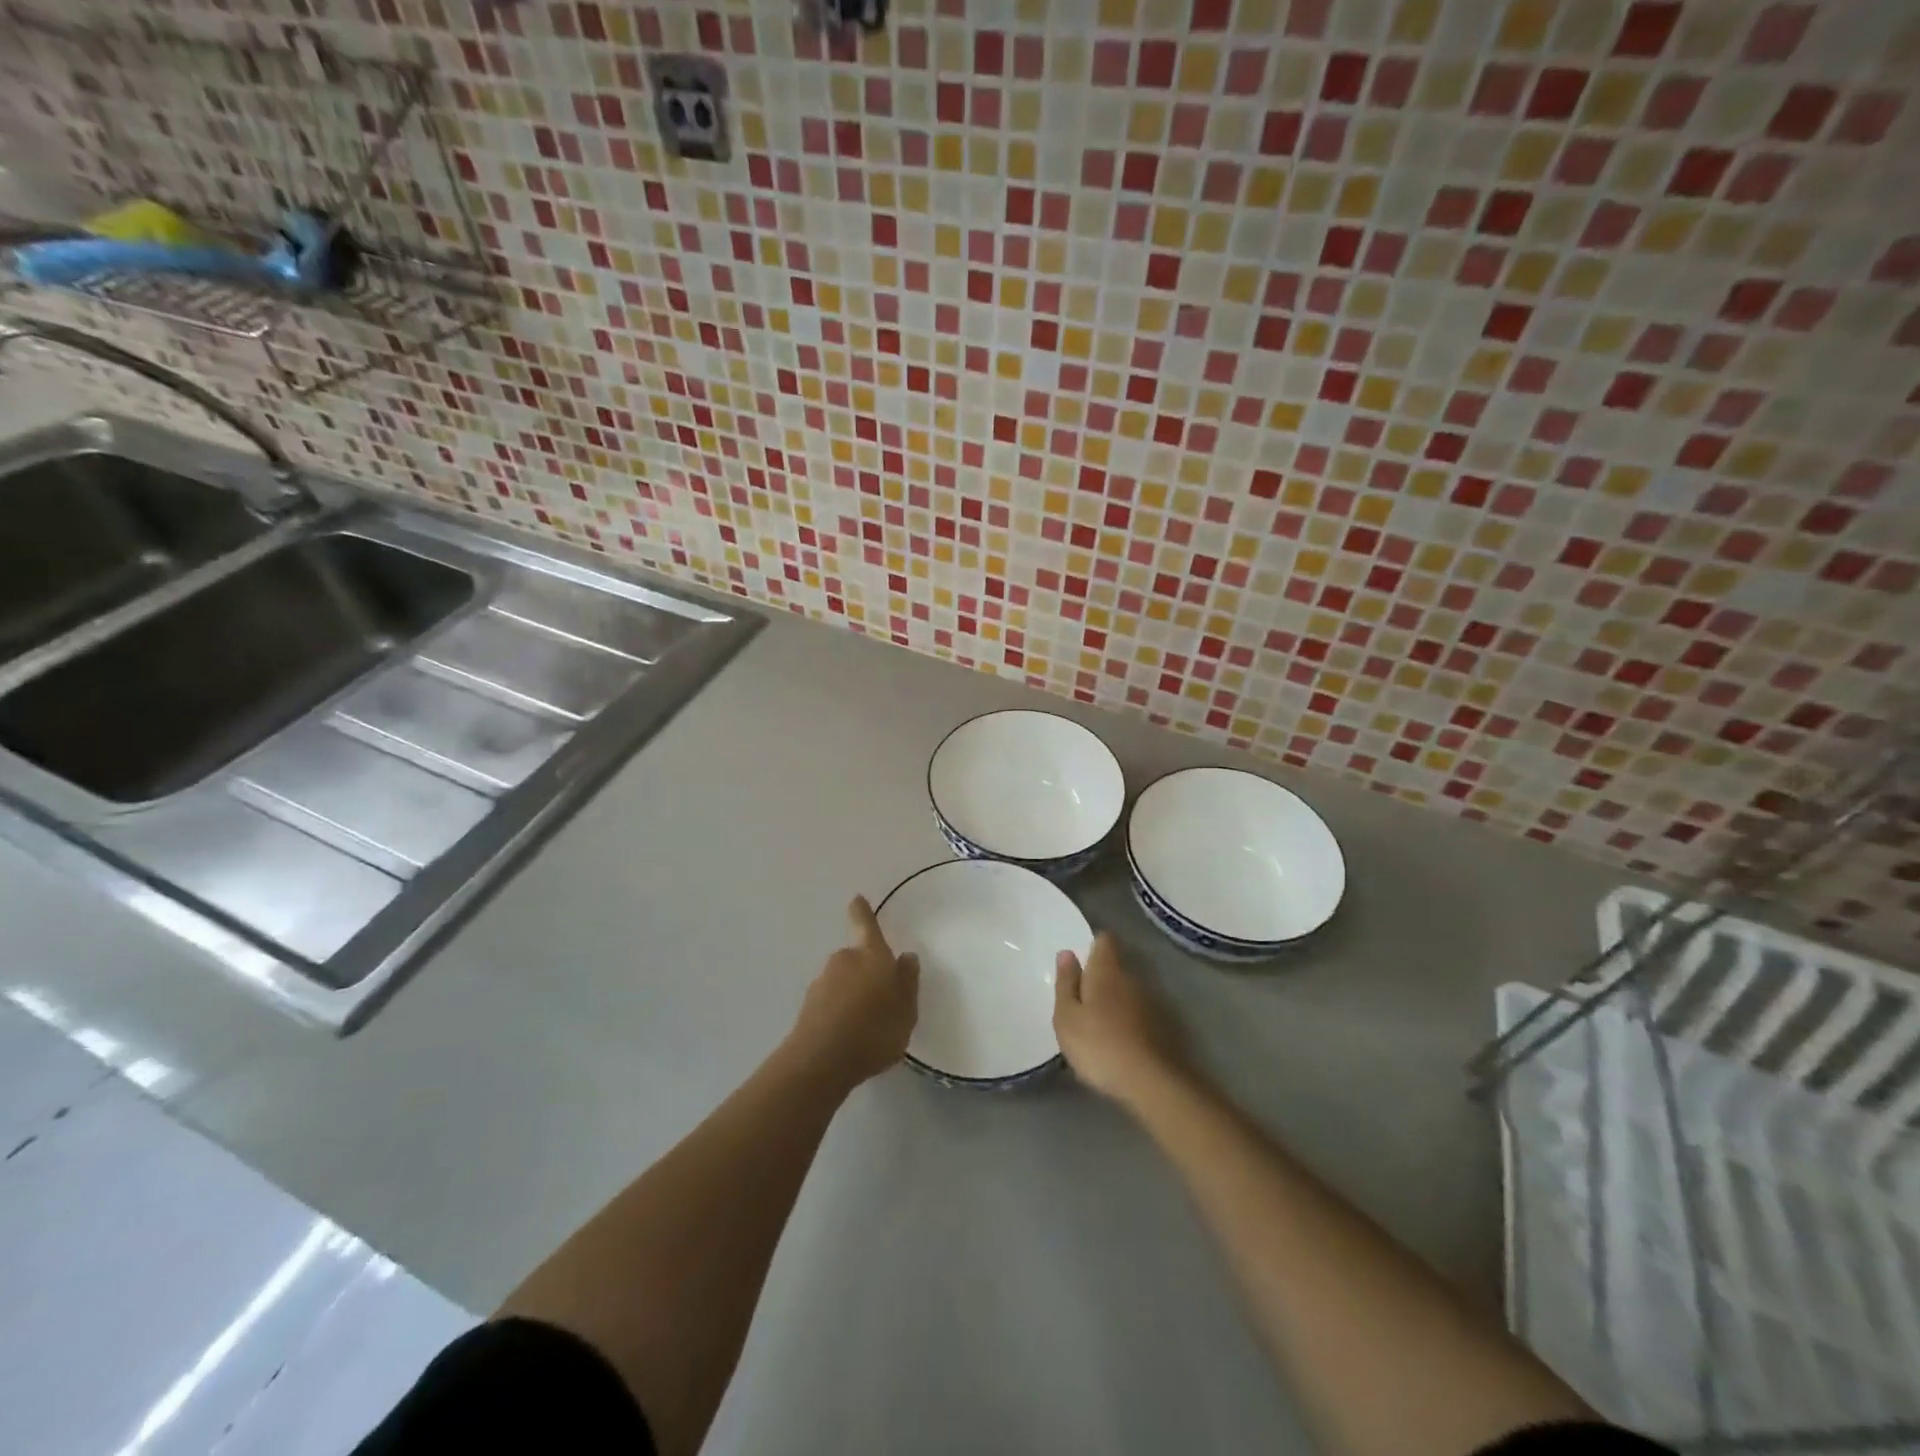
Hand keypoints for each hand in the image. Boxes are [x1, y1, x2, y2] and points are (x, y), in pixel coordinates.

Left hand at [788, 896, 919, 1088]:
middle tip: (882, 998)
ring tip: (868, 1026)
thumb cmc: (874, 1029)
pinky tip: (849, 1037)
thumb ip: (907, 982)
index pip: (866, 925)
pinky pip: (831, 1003)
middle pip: (856, 958)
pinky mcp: (808, 1008)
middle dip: (866, 971)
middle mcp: (844, 961)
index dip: (862, 912)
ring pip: (842, 982)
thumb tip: (906, 957)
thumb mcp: (906, 1009)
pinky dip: (840, 1013)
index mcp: (871, 955)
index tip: (856, 899)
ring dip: (852, 995)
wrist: (821, 1060)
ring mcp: (822, 983)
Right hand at [1054, 932, 1186, 1103]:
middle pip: (1115, 966)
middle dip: (1099, 976)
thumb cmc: (1098, 1044)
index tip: (1080, 962)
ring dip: (1113, 1000)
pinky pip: (1138, 1013)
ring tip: (1096, 1023)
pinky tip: (1116, 1041)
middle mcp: (1132, 978)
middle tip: (1080, 999)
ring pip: (1127, 991)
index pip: (1104, 940)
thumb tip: (1067, 953)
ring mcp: (1151, 1002)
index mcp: (1106, 970)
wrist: (1150, 1082)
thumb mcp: (1067, 1016)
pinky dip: (1126, 1020)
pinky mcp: (1162, 1026)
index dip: (1093, 945)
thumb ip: (1066, 983)